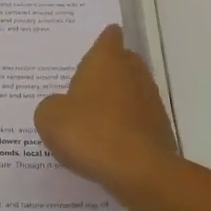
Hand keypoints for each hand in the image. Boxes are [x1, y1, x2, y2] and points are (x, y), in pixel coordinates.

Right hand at [35, 25, 178, 195]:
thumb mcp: (50, 118)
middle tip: (91, 80)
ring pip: (134, 90)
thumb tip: (60, 106)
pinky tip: (112, 140)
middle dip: (112, 67)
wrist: (137, 170)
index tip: (100, 42)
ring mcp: (151, 101)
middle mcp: (132, 74)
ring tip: (98, 113)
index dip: (104, 40)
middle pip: (125, 62)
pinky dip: (128, 124)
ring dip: (120, 98)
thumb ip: (51, 106)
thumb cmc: (89, 133)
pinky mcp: (160, 129)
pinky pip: (139, 118)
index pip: (108, 39)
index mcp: (105, 62)